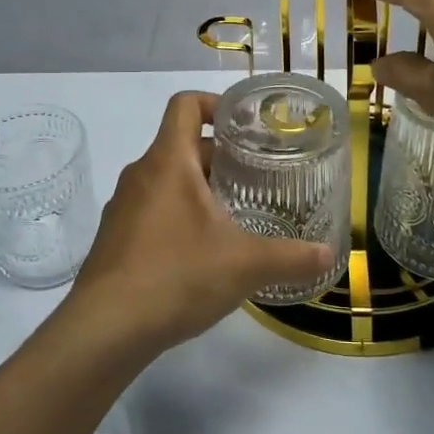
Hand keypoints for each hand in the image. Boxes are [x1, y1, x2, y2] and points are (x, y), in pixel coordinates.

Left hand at [61, 92, 334, 355]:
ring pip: (167, 180)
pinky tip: (202, 252)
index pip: (185, 104)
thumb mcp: (244, 265)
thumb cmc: (175, 277)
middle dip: (220, 157)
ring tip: (235, 214)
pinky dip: (178, 215)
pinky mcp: (115, 239)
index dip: (216, 103)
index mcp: (168, 161)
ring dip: (199, 188)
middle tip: (257, 176)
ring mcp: (123, 207)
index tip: (246, 125)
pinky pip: (152, 209)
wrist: (104, 330)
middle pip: (181, 145)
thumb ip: (291, 256)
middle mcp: (140, 174)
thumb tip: (329, 254)